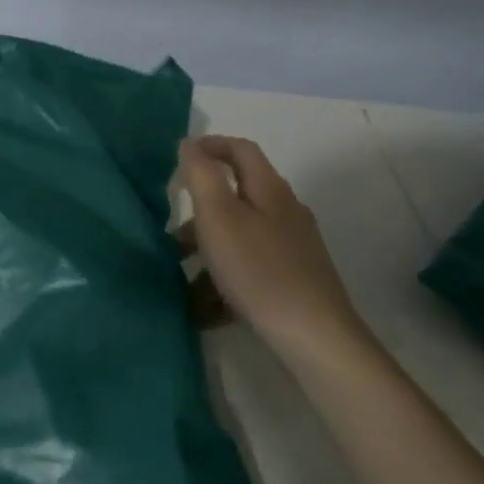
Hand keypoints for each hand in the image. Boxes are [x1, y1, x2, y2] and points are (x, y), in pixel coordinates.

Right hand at [174, 136, 365, 355]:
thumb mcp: (218, 216)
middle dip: (199, 211)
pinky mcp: (293, 280)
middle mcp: (285, 213)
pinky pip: (248, 268)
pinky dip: (223, 279)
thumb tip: (189, 145)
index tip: (178, 158)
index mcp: (270, 190)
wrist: (313, 337)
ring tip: (179, 276)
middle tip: (171, 229)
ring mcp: (292, 248)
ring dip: (206, 250)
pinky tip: (205, 307)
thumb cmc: (258, 270)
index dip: (210, 145)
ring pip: (239, 236)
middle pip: (237, 196)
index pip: (241, 149)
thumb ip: (201, 176)